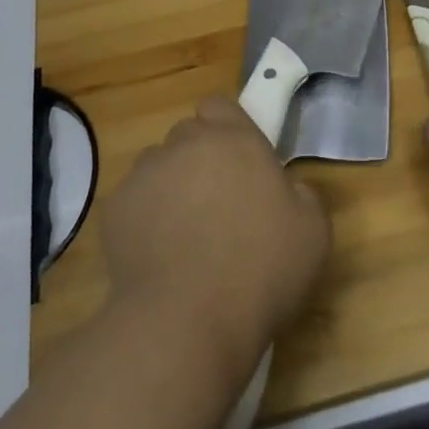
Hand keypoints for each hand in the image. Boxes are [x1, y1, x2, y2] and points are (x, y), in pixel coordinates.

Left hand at [103, 97, 330, 373]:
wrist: (186, 323)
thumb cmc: (260, 270)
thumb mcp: (313, 232)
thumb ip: (302, 194)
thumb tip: (286, 188)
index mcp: (235, 139)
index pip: (219, 105)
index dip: (227, 127)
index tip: (239, 160)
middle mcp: (186, 144)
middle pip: (187, 135)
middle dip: (199, 159)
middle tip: (217, 203)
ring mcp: (145, 174)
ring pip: (157, 167)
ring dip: (170, 187)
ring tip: (183, 235)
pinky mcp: (114, 209)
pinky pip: (132, 203)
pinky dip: (143, 220)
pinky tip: (157, 257)